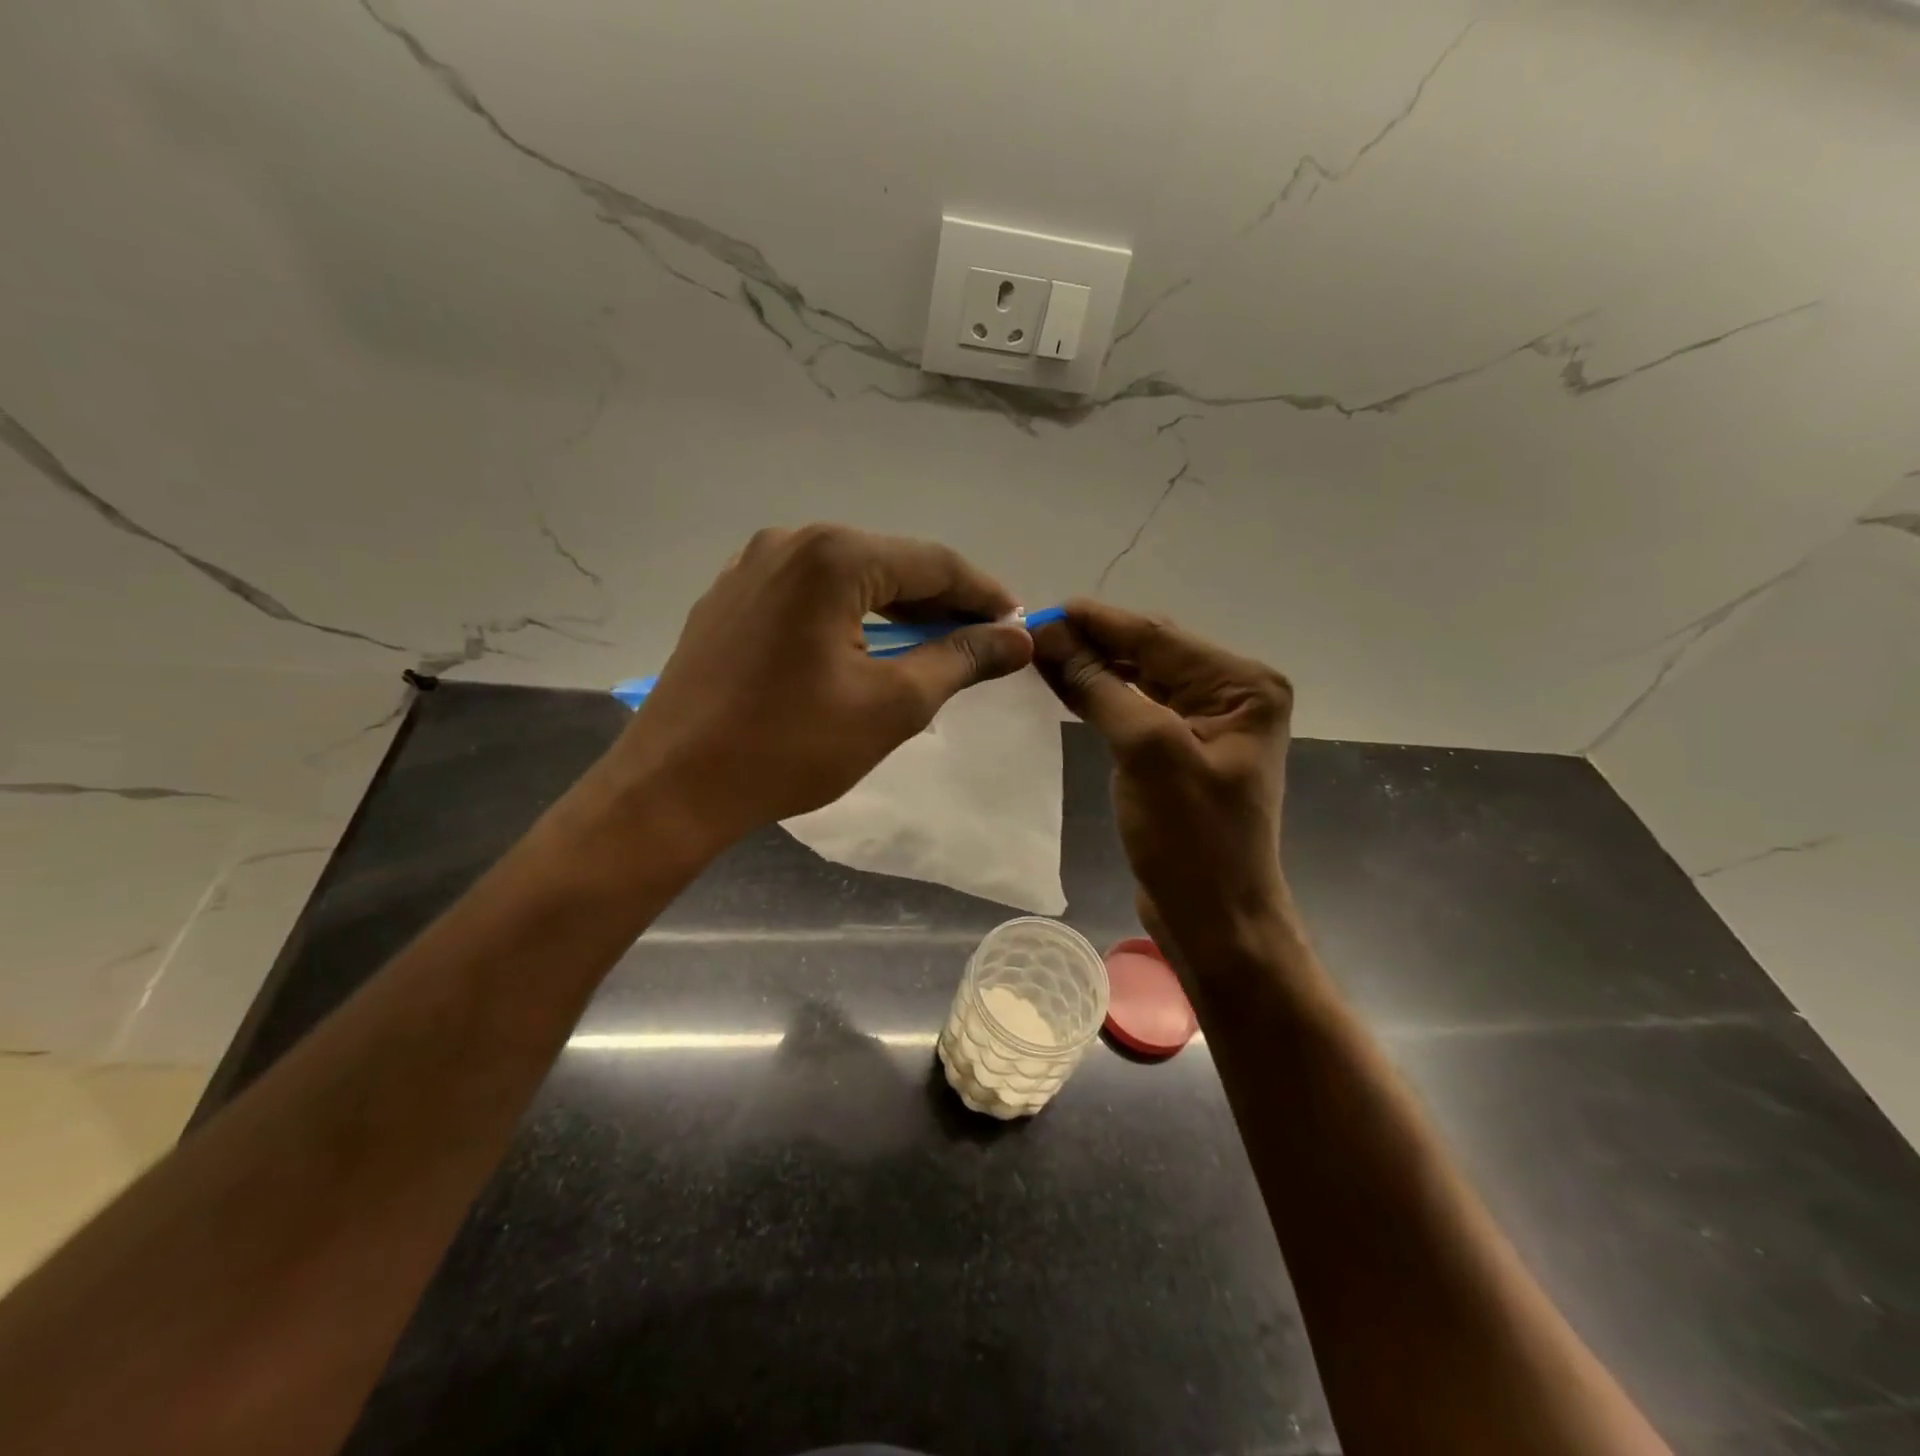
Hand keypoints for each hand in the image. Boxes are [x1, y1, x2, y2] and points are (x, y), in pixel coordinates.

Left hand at [615, 525, 1033, 844]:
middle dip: (941, 603)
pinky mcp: (729, 598)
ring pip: (848, 578)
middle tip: (982, 642)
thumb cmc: (790, 747)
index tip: (1019, 625)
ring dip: (896, 610)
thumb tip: (1015, 637)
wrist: (673, 786)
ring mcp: (750, 567)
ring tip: (933, 646)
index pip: (934, 563)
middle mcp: (789, 542)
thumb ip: (959, 660)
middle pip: (890, 563)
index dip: (984, 595)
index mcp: (833, 556)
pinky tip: (865, 648)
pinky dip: (849, 616)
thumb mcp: (892, 706)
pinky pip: (808, 595)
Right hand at [1033, 600, 1293, 972]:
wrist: (1214, 918)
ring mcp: (1208, 723)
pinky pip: (1137, 709)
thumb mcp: (1146, 751)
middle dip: (1093, 642)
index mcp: (1243, 685)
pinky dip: (1101, 696)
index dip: (1097, 621)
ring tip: (1040, 654)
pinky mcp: (1183, 750)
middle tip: (1032, 633)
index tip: (1040, 609)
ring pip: (1140, 679)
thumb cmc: (1191, 838)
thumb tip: (1051, 635)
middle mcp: (1232, 694)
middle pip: (1150, 653)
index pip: (1158, 637)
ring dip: (1093, 667)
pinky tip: (1066, 686)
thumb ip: (1099, 686)